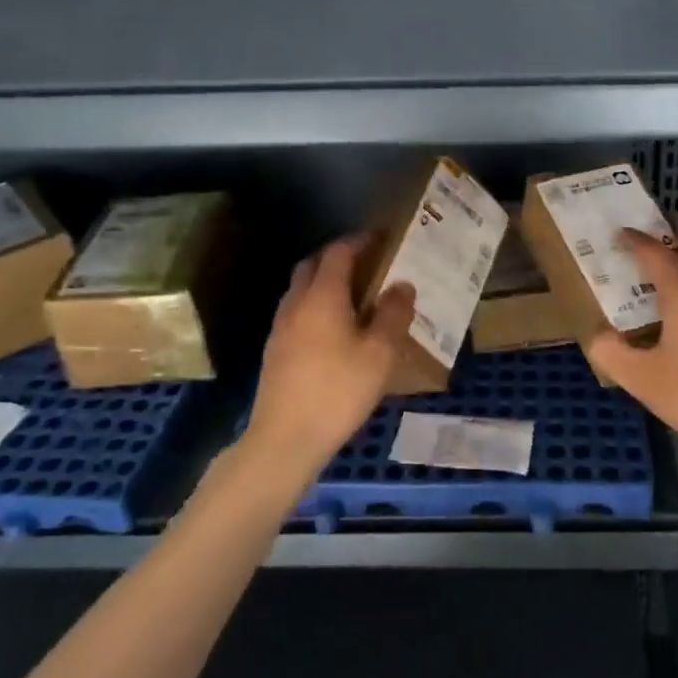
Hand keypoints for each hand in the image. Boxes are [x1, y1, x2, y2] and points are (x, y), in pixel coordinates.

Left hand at [245, 236, 414, 470]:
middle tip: (368, 265)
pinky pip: (297, 313)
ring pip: (302, 290)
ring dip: (325, 283)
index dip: (360, 241)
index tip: (381, 238)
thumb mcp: (380, 353)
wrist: (285, 439)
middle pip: (313, 265)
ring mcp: (281, 328)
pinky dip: (316, 307)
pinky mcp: (275, 352)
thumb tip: (402, 285)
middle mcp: (297, 303)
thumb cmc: (338, 390)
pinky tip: (335, 332)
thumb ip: (394, 314)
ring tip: (355, 298)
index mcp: (323, 296)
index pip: (339, 252)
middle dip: (339, 258)